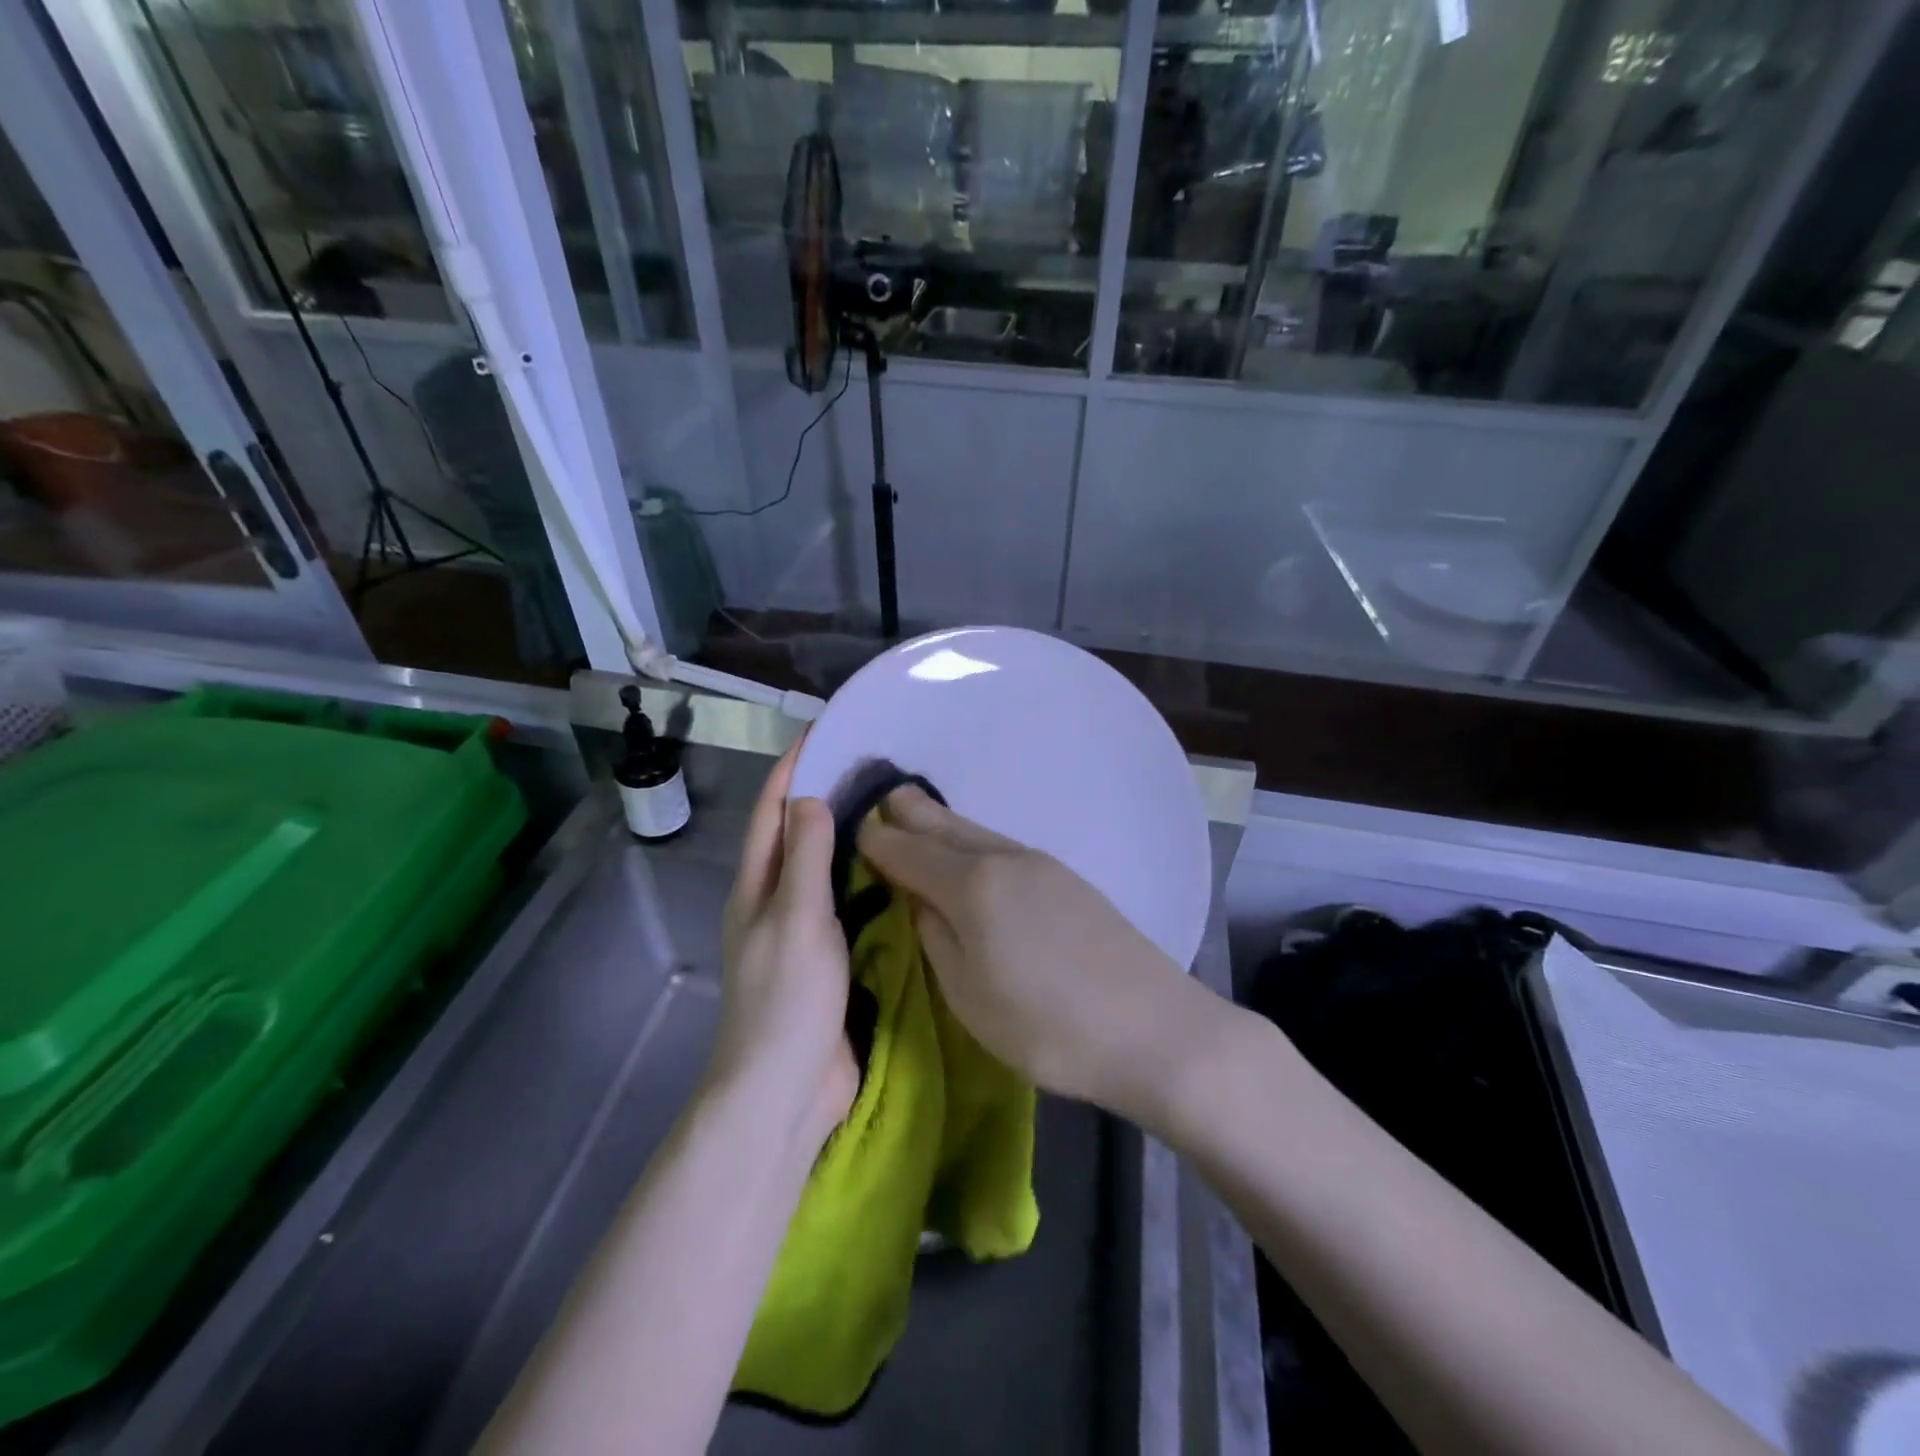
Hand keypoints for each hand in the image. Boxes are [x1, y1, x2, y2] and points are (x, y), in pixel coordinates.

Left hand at [712, 743, 857, 1151]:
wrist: (786, 1088)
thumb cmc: (788, 998)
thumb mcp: (797, 918)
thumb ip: (805, 857)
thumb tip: (810, 797)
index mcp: (756, 886)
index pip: (771, 811)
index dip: (791, 768)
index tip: (823, 732)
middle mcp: (774, 901)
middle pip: (796, 834)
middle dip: (824, 795)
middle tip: (872, 765)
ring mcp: (802, 931)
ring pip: (824, 869)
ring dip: (848, 837)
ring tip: (890, 808)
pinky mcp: (828, 957)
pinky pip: (846, 904)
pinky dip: (865, 879)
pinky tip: (897, 870)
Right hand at [858, 786, 1203, 1119]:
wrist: (1154, 1029)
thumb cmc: (1048, 1026)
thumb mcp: (968, 995)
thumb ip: (935, 937)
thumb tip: (917, 900)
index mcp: (972, 884)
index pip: (906, 850)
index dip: (874, 842)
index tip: (850, 833)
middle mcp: (1004, 858)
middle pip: (943, 823)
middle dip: (907, 813)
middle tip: (880, 803)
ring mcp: (1041, 863)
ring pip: (975, 830)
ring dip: (941, 825)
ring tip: (916, 819)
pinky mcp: (1067, 878)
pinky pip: (1001, 846)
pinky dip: (972, 842)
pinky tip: (970, 857)